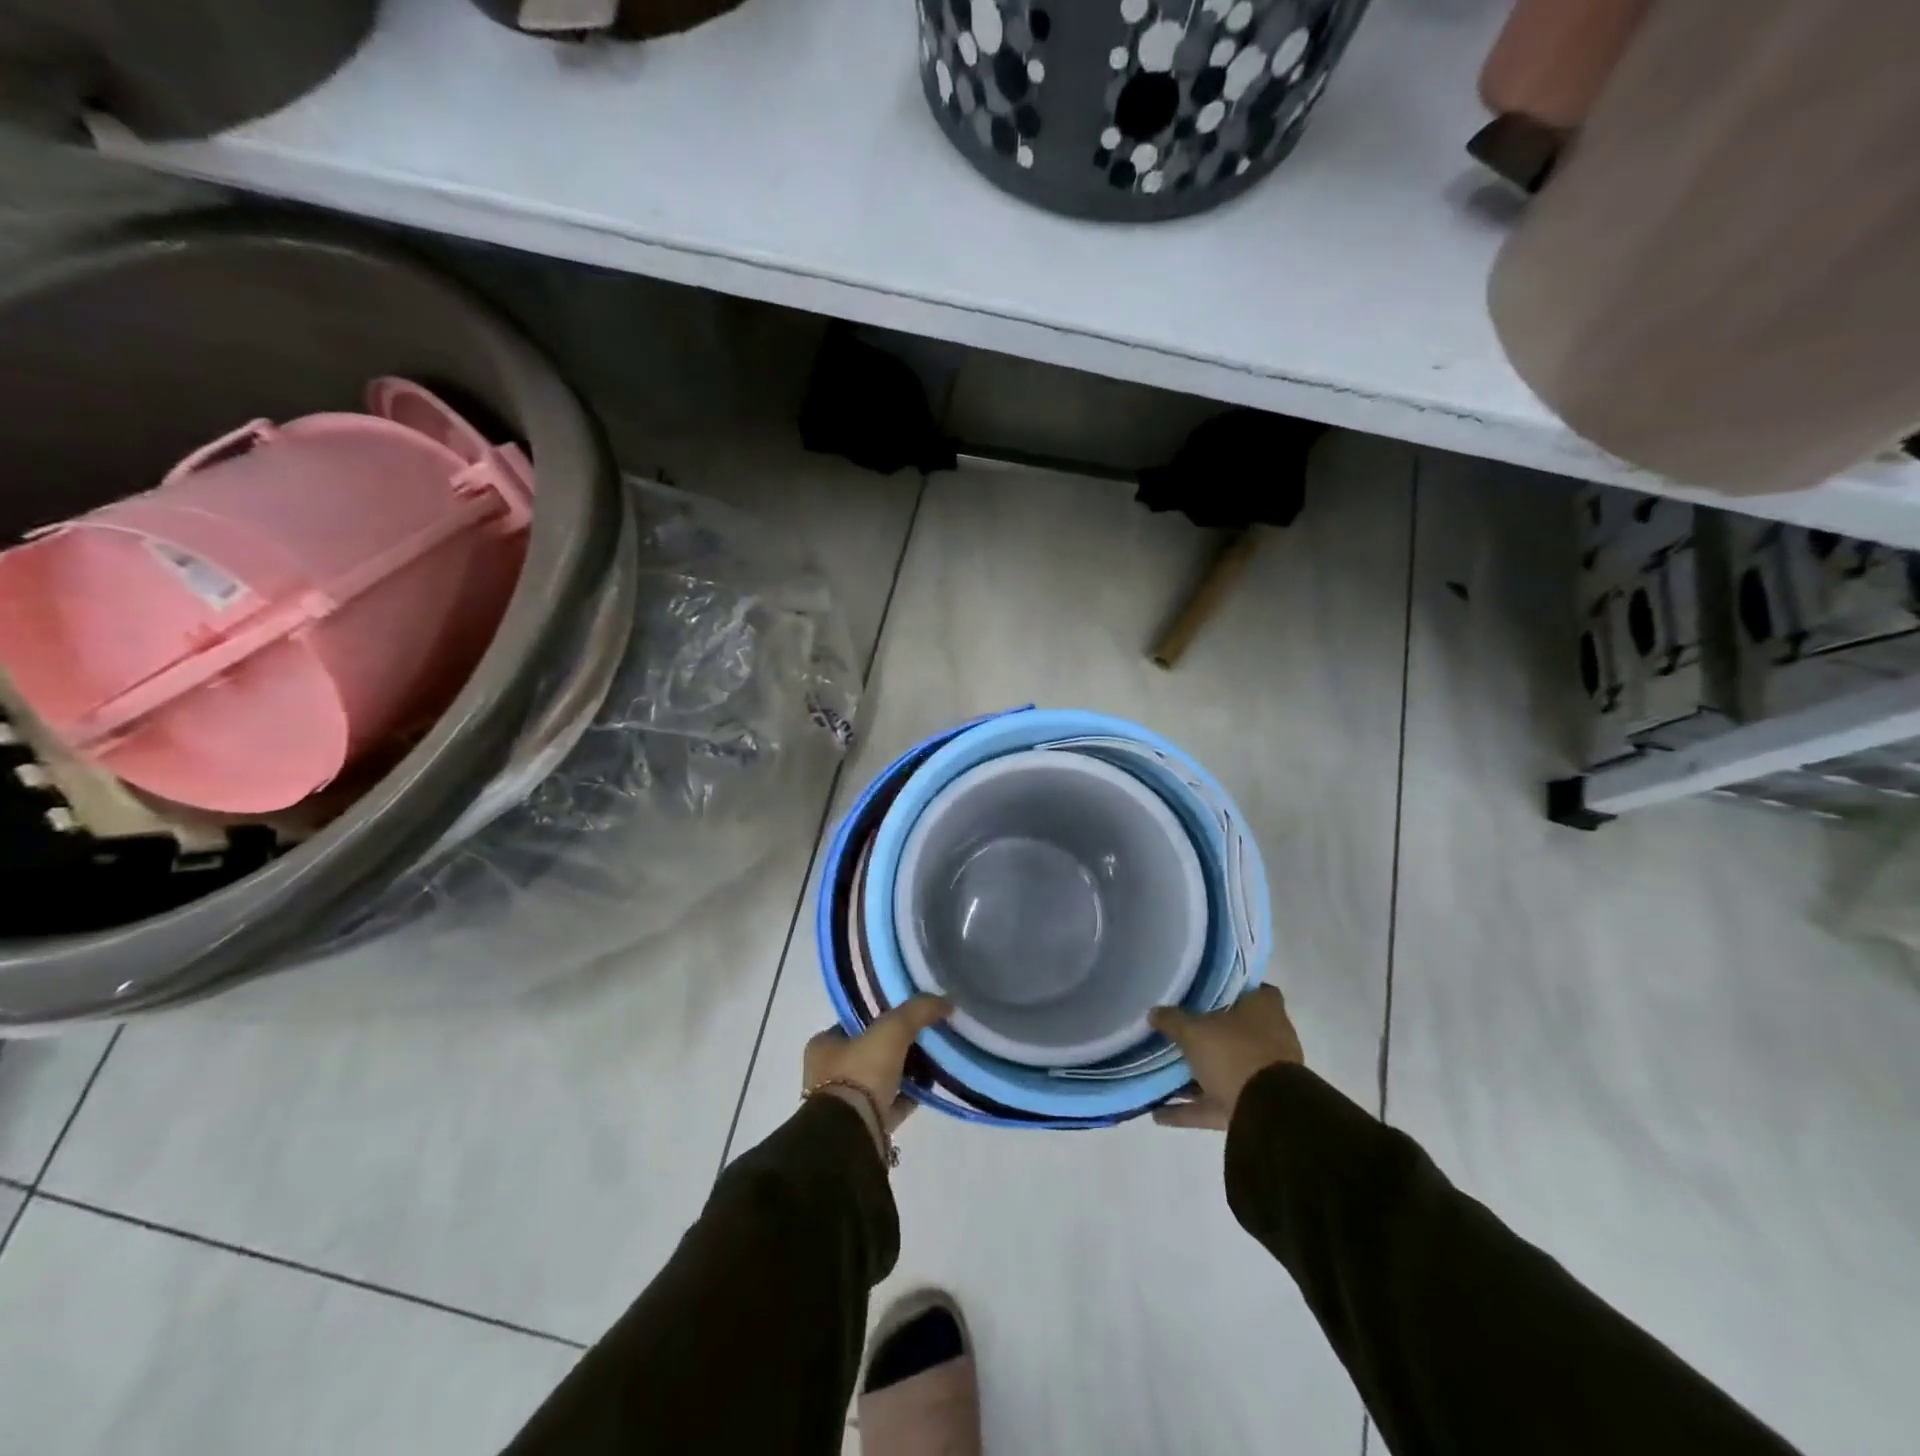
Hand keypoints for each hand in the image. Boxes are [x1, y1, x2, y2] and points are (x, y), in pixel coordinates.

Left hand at [804, 995, 952, 1143]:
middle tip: (924, 1039)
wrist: (852, 1135)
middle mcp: (827, 1074)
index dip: (881, 1017)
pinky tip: (929, 1089)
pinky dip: (907, 1098)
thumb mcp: (892, 1030)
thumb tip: (945, 1001)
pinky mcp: (862, 1128)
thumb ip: (917, 1011)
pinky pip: (889, 1105)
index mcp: (823, 1046)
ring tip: (932, 1062)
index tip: (908, 1016)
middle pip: (869, 1052)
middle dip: (895, 1047)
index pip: (855, 1023)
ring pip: (879, 1080)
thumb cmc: (861, 1073)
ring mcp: (843, 1104)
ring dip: (903, 1073)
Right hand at [1149, 985, 1303, 1130]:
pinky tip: (1159, 1114)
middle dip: (1212, 1036)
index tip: (1210, 993)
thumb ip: (1173, 1020)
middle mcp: (1271, 1040)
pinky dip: (1191, 1109)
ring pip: (1228, 1069)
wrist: (1267, 1114)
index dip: (1237, 990)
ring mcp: (1265, 1077)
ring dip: (1198, 1076)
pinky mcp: (1254, 1107)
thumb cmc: (1234, 1053)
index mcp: (1265, 1011)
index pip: (1258, 991)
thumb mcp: (1194, 1030)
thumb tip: (1154, 1012)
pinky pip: (1217, 1104)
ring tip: (1164, 1075)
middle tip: (1181, 1031)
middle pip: (1239, 1032)